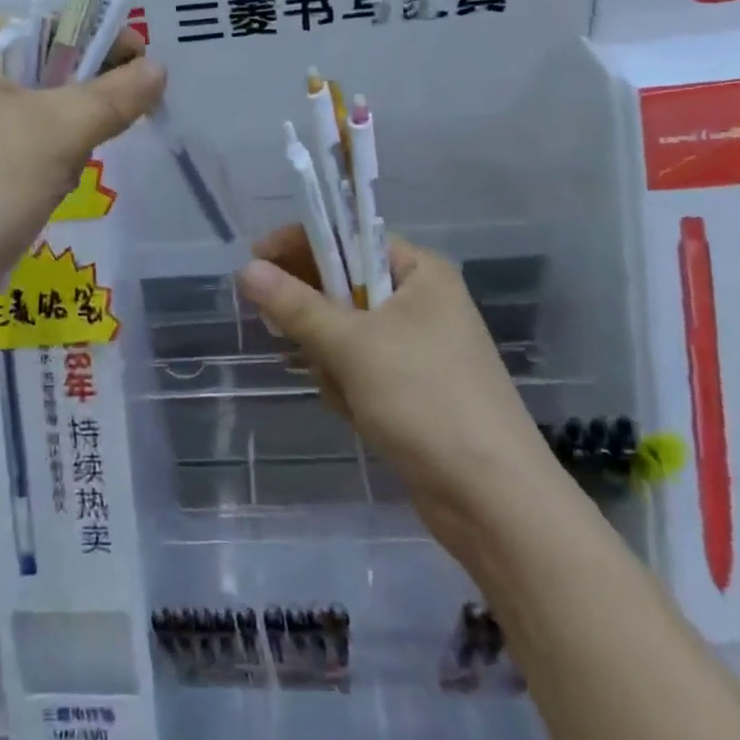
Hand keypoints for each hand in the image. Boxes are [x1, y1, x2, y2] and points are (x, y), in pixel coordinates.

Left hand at [0, 18, 166, 321]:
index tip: (143, 71)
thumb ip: (115, 94)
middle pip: (32, 69)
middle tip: (106, 127)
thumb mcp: (60, 132)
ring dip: (56, 136)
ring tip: (63, 172)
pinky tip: (39, 191)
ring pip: (20, 111)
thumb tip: (158, 69)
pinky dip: (30, 159)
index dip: (97, 44)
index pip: (41, 27)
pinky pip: (1, 142)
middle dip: (74, 100)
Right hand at [236, 228, 565, 554]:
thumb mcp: (352, 345)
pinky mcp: (412, 388)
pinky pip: (360, 367)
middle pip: (343, 285)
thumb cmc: (425, 400)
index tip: (255, 263)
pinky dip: (347, 384)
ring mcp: (419, 347)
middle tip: (287, 334)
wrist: (494, 503)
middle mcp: (422, 301)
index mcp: (420, 272)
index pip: (347, 236)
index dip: (299, 245)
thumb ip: (295, 305)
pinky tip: (356, 412)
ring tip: (342, 389)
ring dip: (330, 358)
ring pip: (345, 331)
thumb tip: (245, 269)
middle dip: (316, 316)